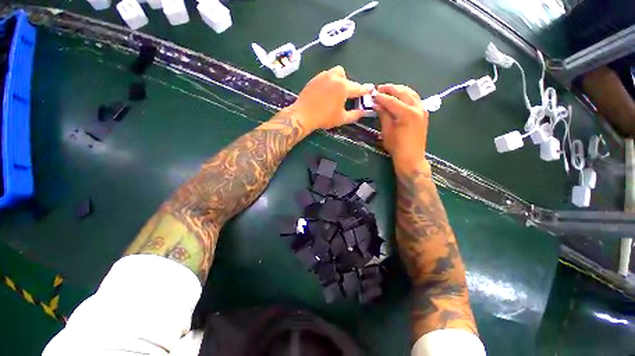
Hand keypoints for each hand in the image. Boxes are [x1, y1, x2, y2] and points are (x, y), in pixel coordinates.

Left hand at [288, 66, 373, 131]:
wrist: (303, 115)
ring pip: (336, 73)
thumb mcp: (342, 119)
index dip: (365, 90)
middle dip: (349, 86)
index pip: (358, 88)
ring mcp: (323, 76)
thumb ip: (355, 115)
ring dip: (339, 80)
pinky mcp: (314, 78)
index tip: (370, 90)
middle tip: (346, 97)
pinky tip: (325, 93)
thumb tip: (363, 112)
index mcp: (343, 87)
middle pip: (347, 77)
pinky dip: (329, 82)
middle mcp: (335, 77)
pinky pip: (326, 76)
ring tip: (335, 93)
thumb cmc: (324, 118)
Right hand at [374, 84, 429, 169]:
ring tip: (389, 90)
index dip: (380, 97)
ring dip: (400, 90)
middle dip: (390, 89)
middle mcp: (416, 108)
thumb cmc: (396, 146)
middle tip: (380, 88)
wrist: (411, 157)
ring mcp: (422, 110)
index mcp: (406, 113)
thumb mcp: (387, 130)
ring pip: (411, 93)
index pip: (391, 100)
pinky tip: (401, 97)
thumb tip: (376, 104)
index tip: (372, 94)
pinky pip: (416, 99)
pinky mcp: (424, 114)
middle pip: (403, 92)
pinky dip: (407, 95)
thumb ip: (383, 115)